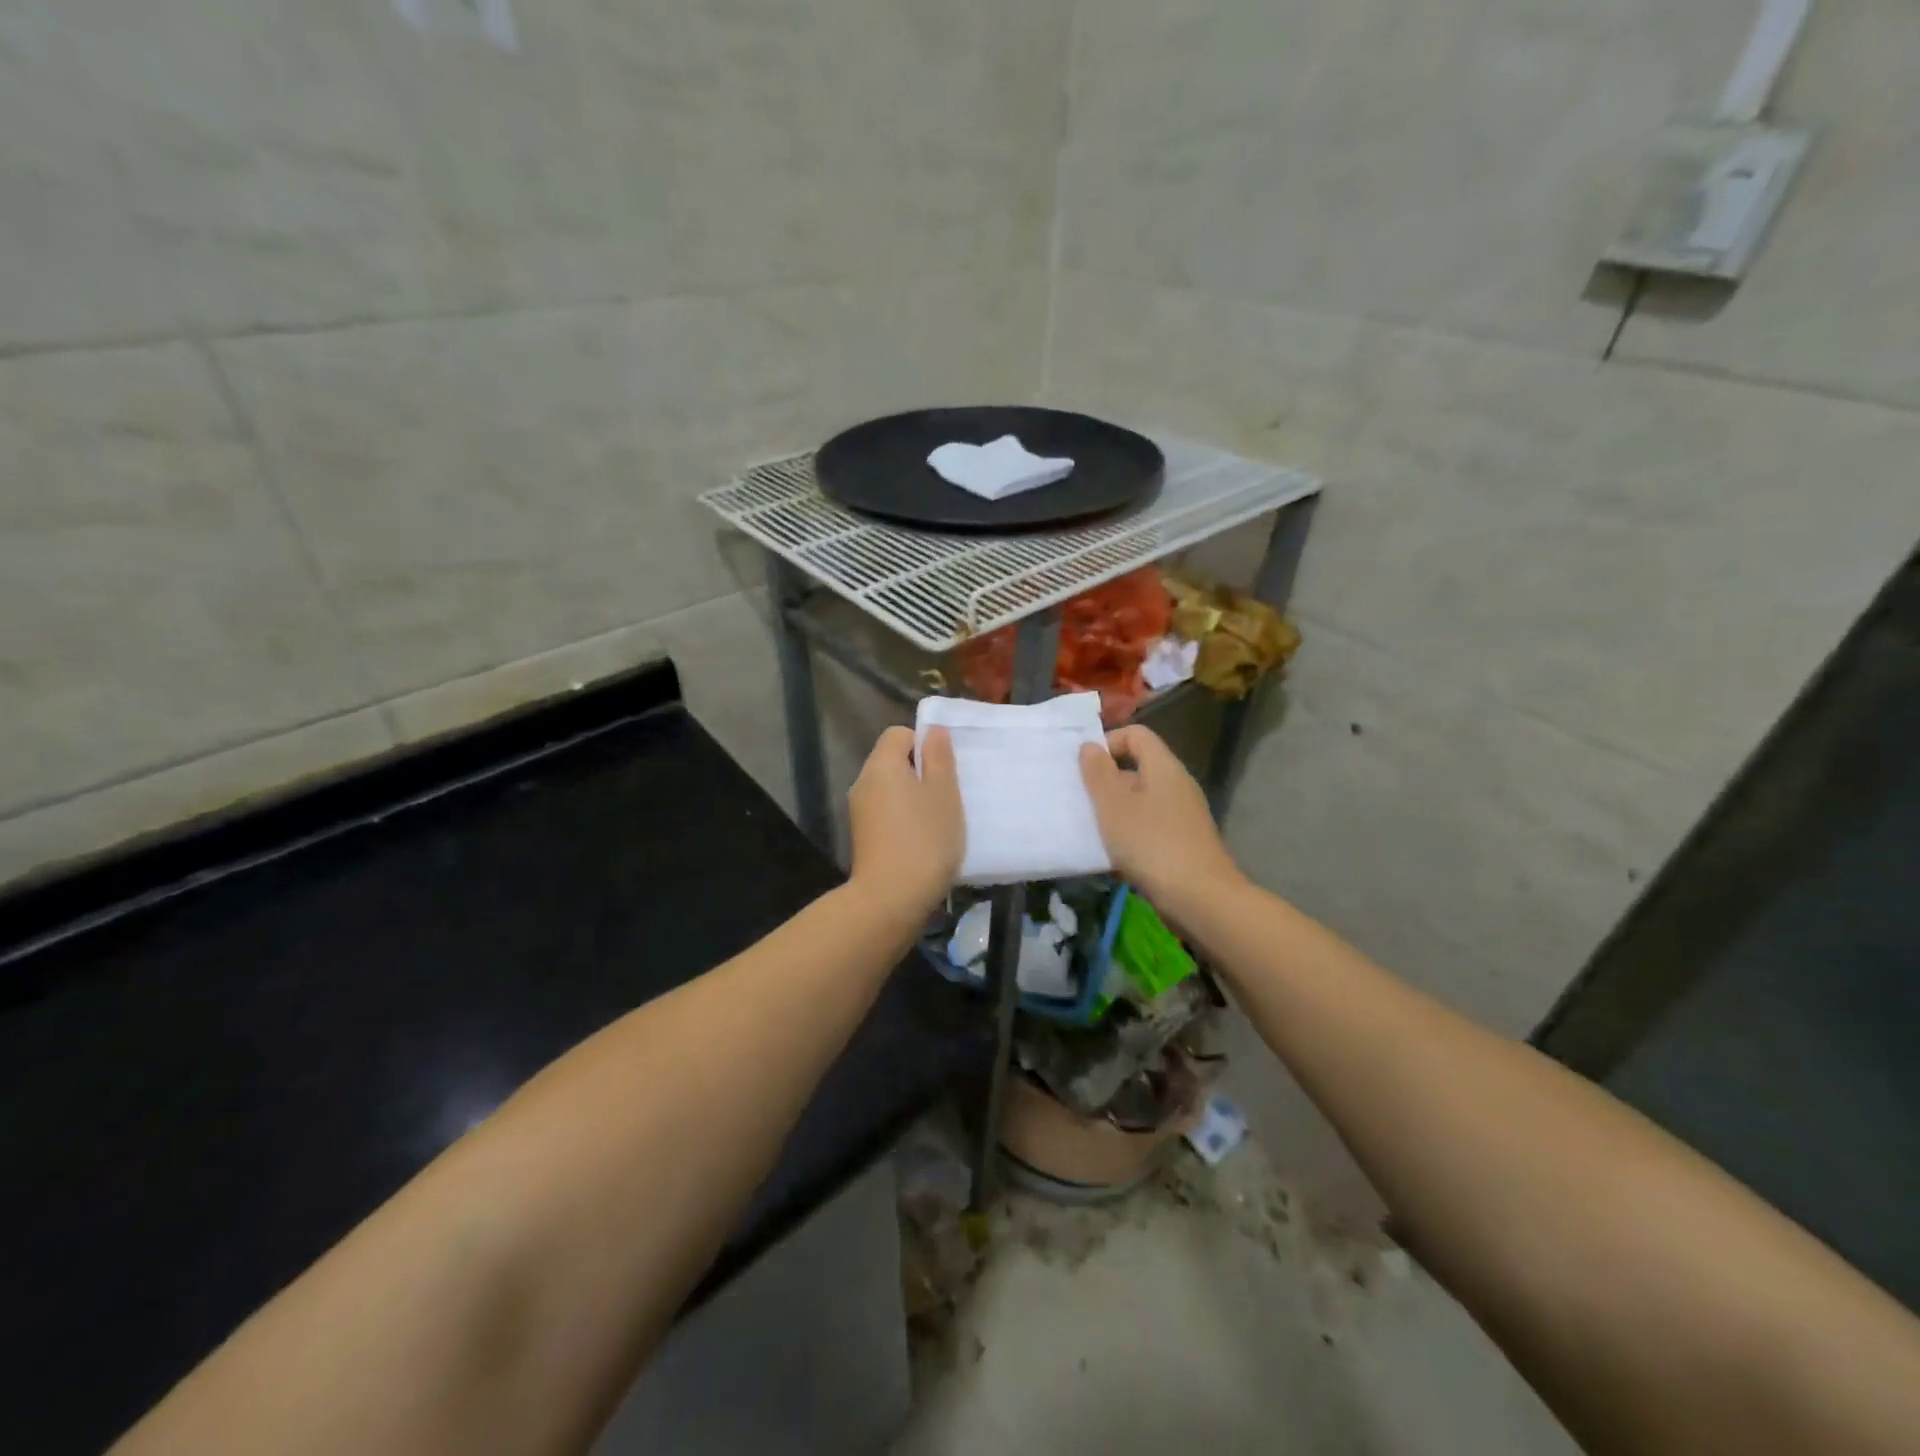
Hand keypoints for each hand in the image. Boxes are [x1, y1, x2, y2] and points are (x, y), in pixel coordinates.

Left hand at [847, 726, 964, 913]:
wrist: (891, 898)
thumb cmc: (925, 838)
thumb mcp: (944, 792)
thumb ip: (939, 757)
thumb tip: (933, 731)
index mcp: (881, 765)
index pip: (899, 734)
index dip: (924, 743)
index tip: (945, 768)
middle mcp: (863, 782)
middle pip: (892, 761)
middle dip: (921, 772)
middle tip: (948, 793)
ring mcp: (859, 812)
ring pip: (890, 790)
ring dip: (914, 798)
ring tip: (939, 820)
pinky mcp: (862, 837)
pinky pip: (886, 814)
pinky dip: (904, 819)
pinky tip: (923, 841)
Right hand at [1079, 725, 1242, 917]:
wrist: (1200, 898)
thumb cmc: (1151, 844)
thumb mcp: (1114, 806)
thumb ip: (1098, 773)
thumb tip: (1090, 746)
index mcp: (1163, 767)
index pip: (1136, 735)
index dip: (1108, 743)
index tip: (1085, 768)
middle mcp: (1177, 784)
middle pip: (1137, 768)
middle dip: (1106, 782)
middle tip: (1080, 802)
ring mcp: (1182, 815)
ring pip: (1141, 801)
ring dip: (1114, 812)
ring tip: (1090, 831)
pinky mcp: (1183, 842)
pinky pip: (1149, 827)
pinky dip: (1129, 835)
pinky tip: (1112, 857)